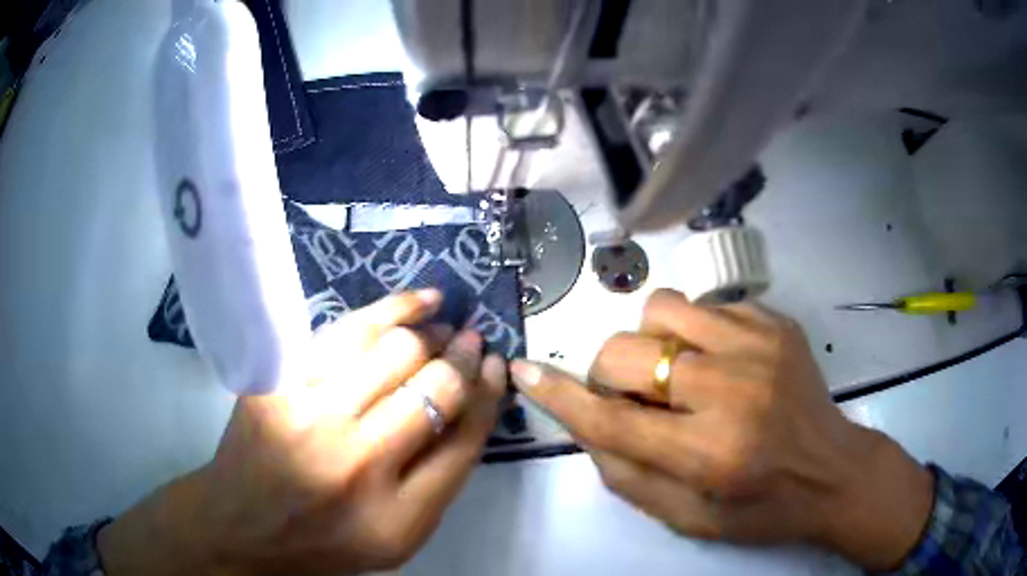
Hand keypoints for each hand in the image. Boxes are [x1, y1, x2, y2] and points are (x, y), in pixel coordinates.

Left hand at [98, 291, 505, 574]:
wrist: (243, 525)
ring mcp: (309, 417)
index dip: (489, 394)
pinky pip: (345, 333)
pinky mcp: (279, 384)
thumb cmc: (326, 540)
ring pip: (394, 350)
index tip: (497, 366)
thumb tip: (472, 404)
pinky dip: (390, 310)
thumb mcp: (398, 535)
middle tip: (473, 341)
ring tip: (445, 322)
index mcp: (397, 516)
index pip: (465, 439)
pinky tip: (419, 302)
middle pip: (435, 387)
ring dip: (432, 331)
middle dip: (464, 356)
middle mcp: (357, 464)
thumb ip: (441, 479)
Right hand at [510, 289, 933, 570]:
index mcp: (711, 454)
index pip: (613, 418)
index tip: (525, 371)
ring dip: (651, 342)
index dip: (560, 396)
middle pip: (628, 352)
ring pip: (663, 309)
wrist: (833, 471)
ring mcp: (760, 346)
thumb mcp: (689, 520)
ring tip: (677, 372)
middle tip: (635, 397)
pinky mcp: (776, 323)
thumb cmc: (761, 507)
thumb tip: (586, 427)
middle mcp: (734, 392)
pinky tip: (718, 363)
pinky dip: (694, 333)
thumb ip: (628, 478)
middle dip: (610, 374)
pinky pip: (705, 306)